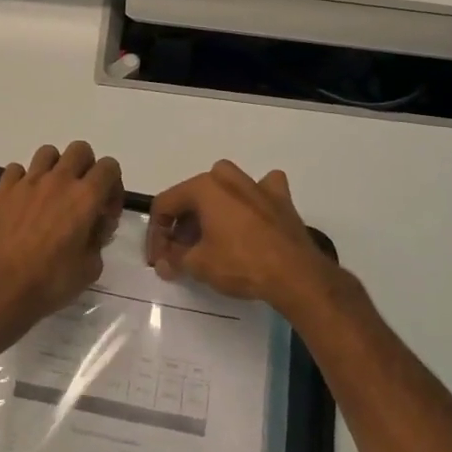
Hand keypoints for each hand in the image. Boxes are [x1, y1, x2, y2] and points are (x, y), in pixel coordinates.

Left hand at [0, 141, 123, 321]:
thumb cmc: (50, 282)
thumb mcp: (90, 269)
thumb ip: (98, 240)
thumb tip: (93, 227)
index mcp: (86, 197)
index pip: (109, 167)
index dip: (113, 186)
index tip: (105, 211)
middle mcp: (58, 180)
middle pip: (79, 150)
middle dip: (86, 167)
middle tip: (81, 196)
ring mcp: (27, 182)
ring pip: (48, 153)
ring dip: (55, 168)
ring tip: (50, 194)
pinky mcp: (2, 190)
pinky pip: (16, 169)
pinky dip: (23, 179)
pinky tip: (22, 201)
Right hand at [146, 161, 328, 306]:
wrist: (295, 274)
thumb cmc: (240, 264)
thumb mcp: (198, 265)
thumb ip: (174, 259)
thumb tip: (164, 262)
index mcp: (204, 187)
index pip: (166, 204)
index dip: (156, 233)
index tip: (158, 258)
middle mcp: (228, 177)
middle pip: (193, 196)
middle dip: (182, 223)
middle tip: (180, 252)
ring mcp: (257, 185)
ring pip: (225, 188)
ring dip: (212, 209)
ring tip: (210, 236)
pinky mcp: (281, 199)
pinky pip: (261, 190)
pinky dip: (252, 200)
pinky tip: (251, 215)